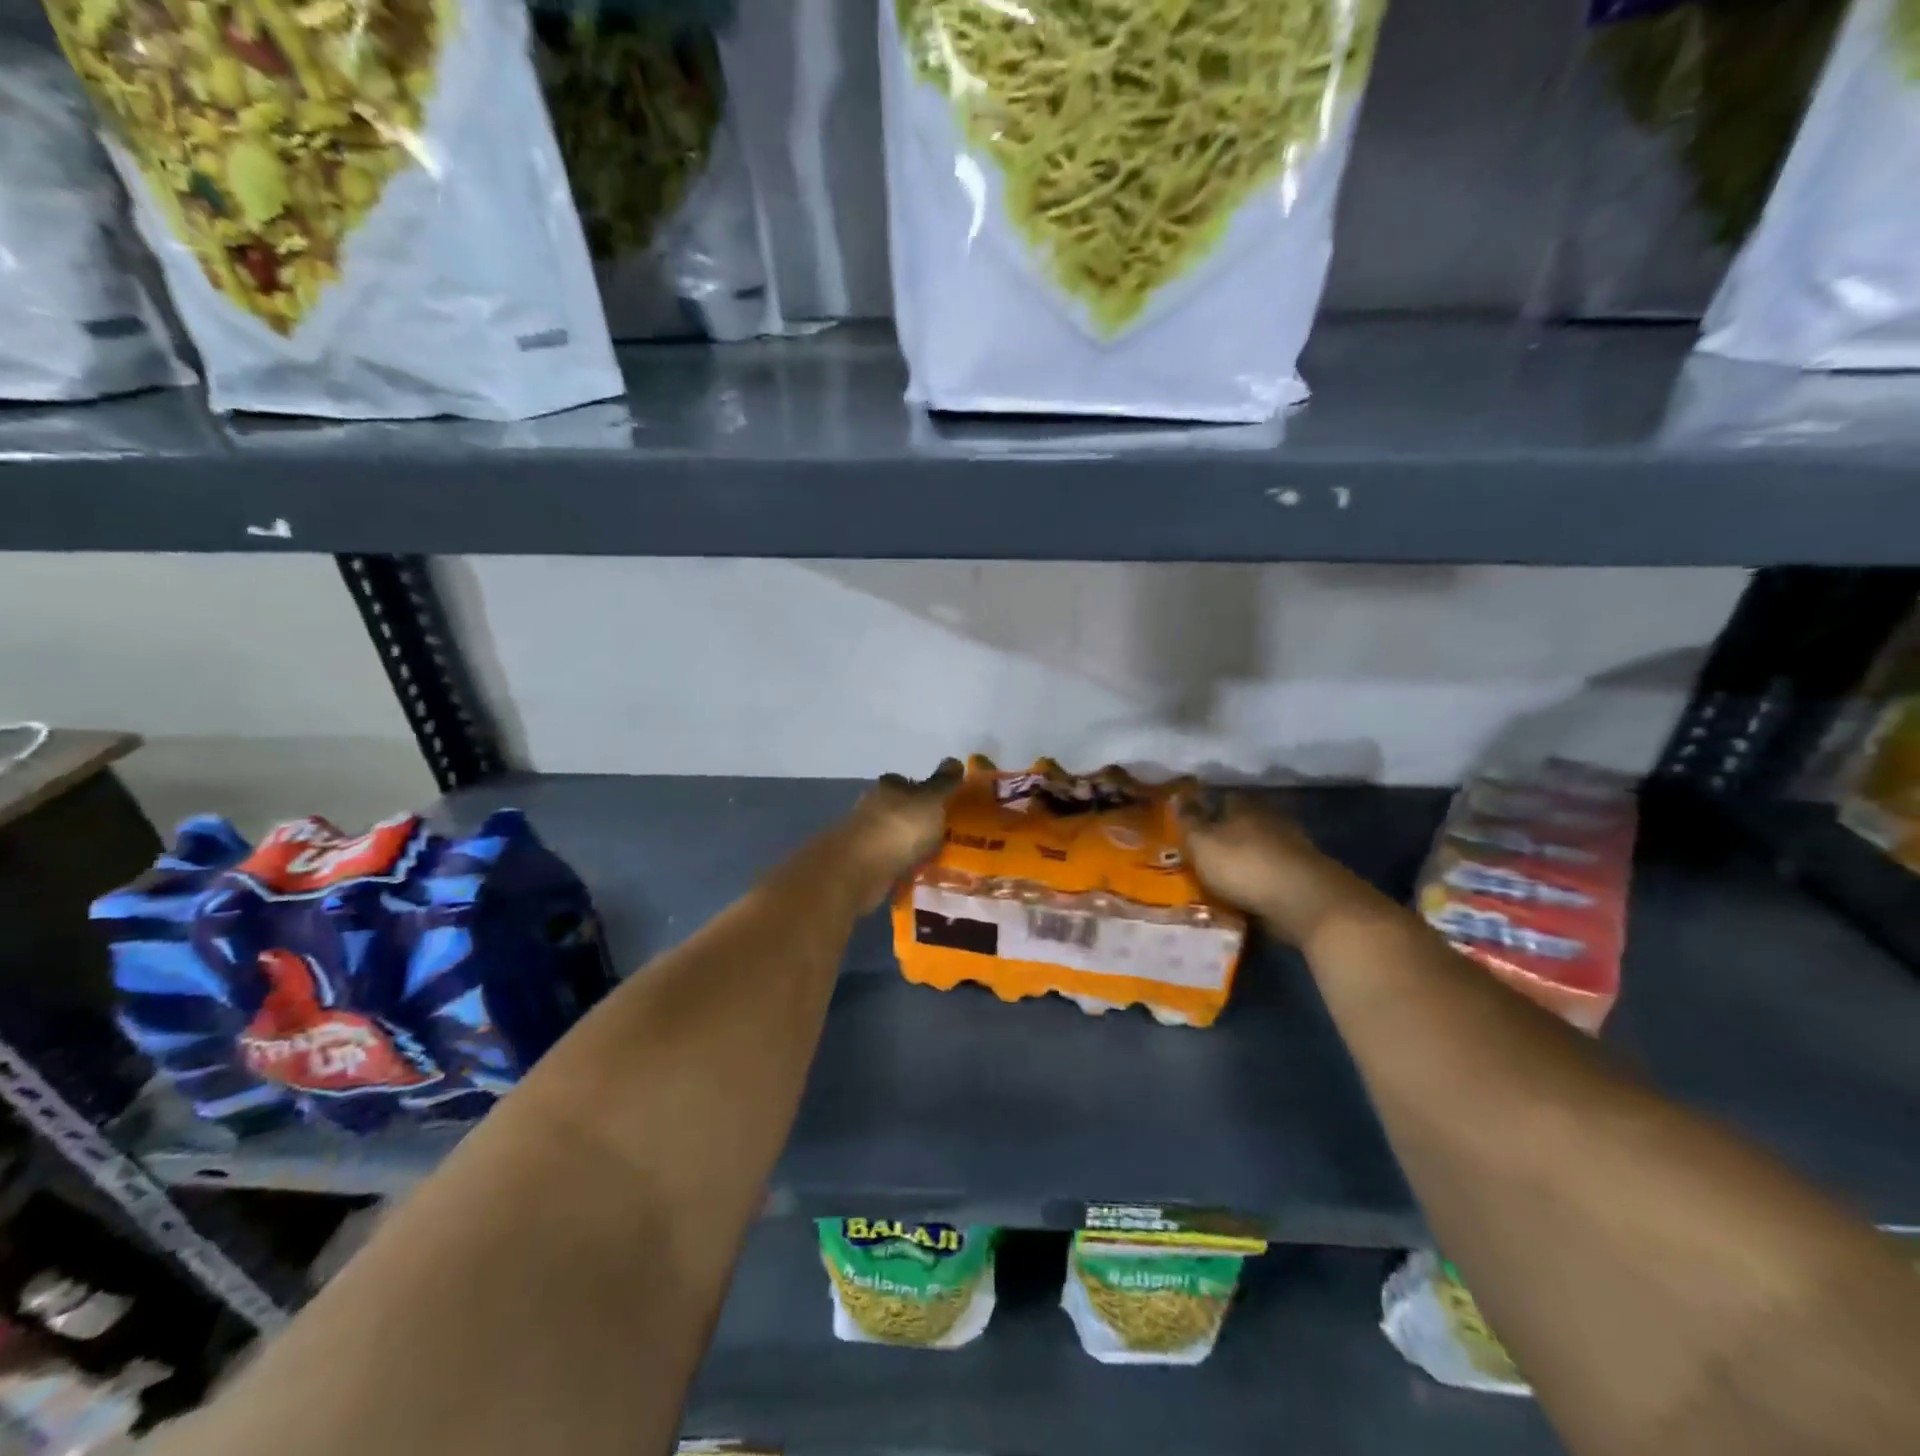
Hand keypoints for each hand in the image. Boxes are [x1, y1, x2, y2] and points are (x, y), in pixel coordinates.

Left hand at [836, 758, 964, 909]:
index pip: (905, 782)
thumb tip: (954, 760)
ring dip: (905, 844)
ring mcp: (863, 836)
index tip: (940, 804)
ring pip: (891, 836)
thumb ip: (943, 783)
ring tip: (931, 858)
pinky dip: (898, 865)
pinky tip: (913, 875)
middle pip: (897, 808)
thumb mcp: (931, 800)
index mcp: (888, 787)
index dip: (922, 791)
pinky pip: (886, 861)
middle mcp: (871, 806)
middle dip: (915, 819)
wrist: (861, 867)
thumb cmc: (901, 826)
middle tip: (940, 832)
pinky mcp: (859, 863)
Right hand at [1174, 786, 1379, 947]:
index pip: (1222, 798)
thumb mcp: (1202, 843)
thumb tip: (1177, 796)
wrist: (1305, 902)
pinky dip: (1259, 882)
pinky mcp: (1304, 876)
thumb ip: (1188, 821)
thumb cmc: (1245, 866)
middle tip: (1202, 854)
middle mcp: (1270, 820)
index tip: (1189, 825)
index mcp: (1245, 806)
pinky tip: (1245, 896)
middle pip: (1242, 824)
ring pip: (1259, 849)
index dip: (1205, 810)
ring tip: (1220, 880)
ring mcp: (1292, 848)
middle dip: (1225, 837)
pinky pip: (1272, 875)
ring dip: (1243, 861)